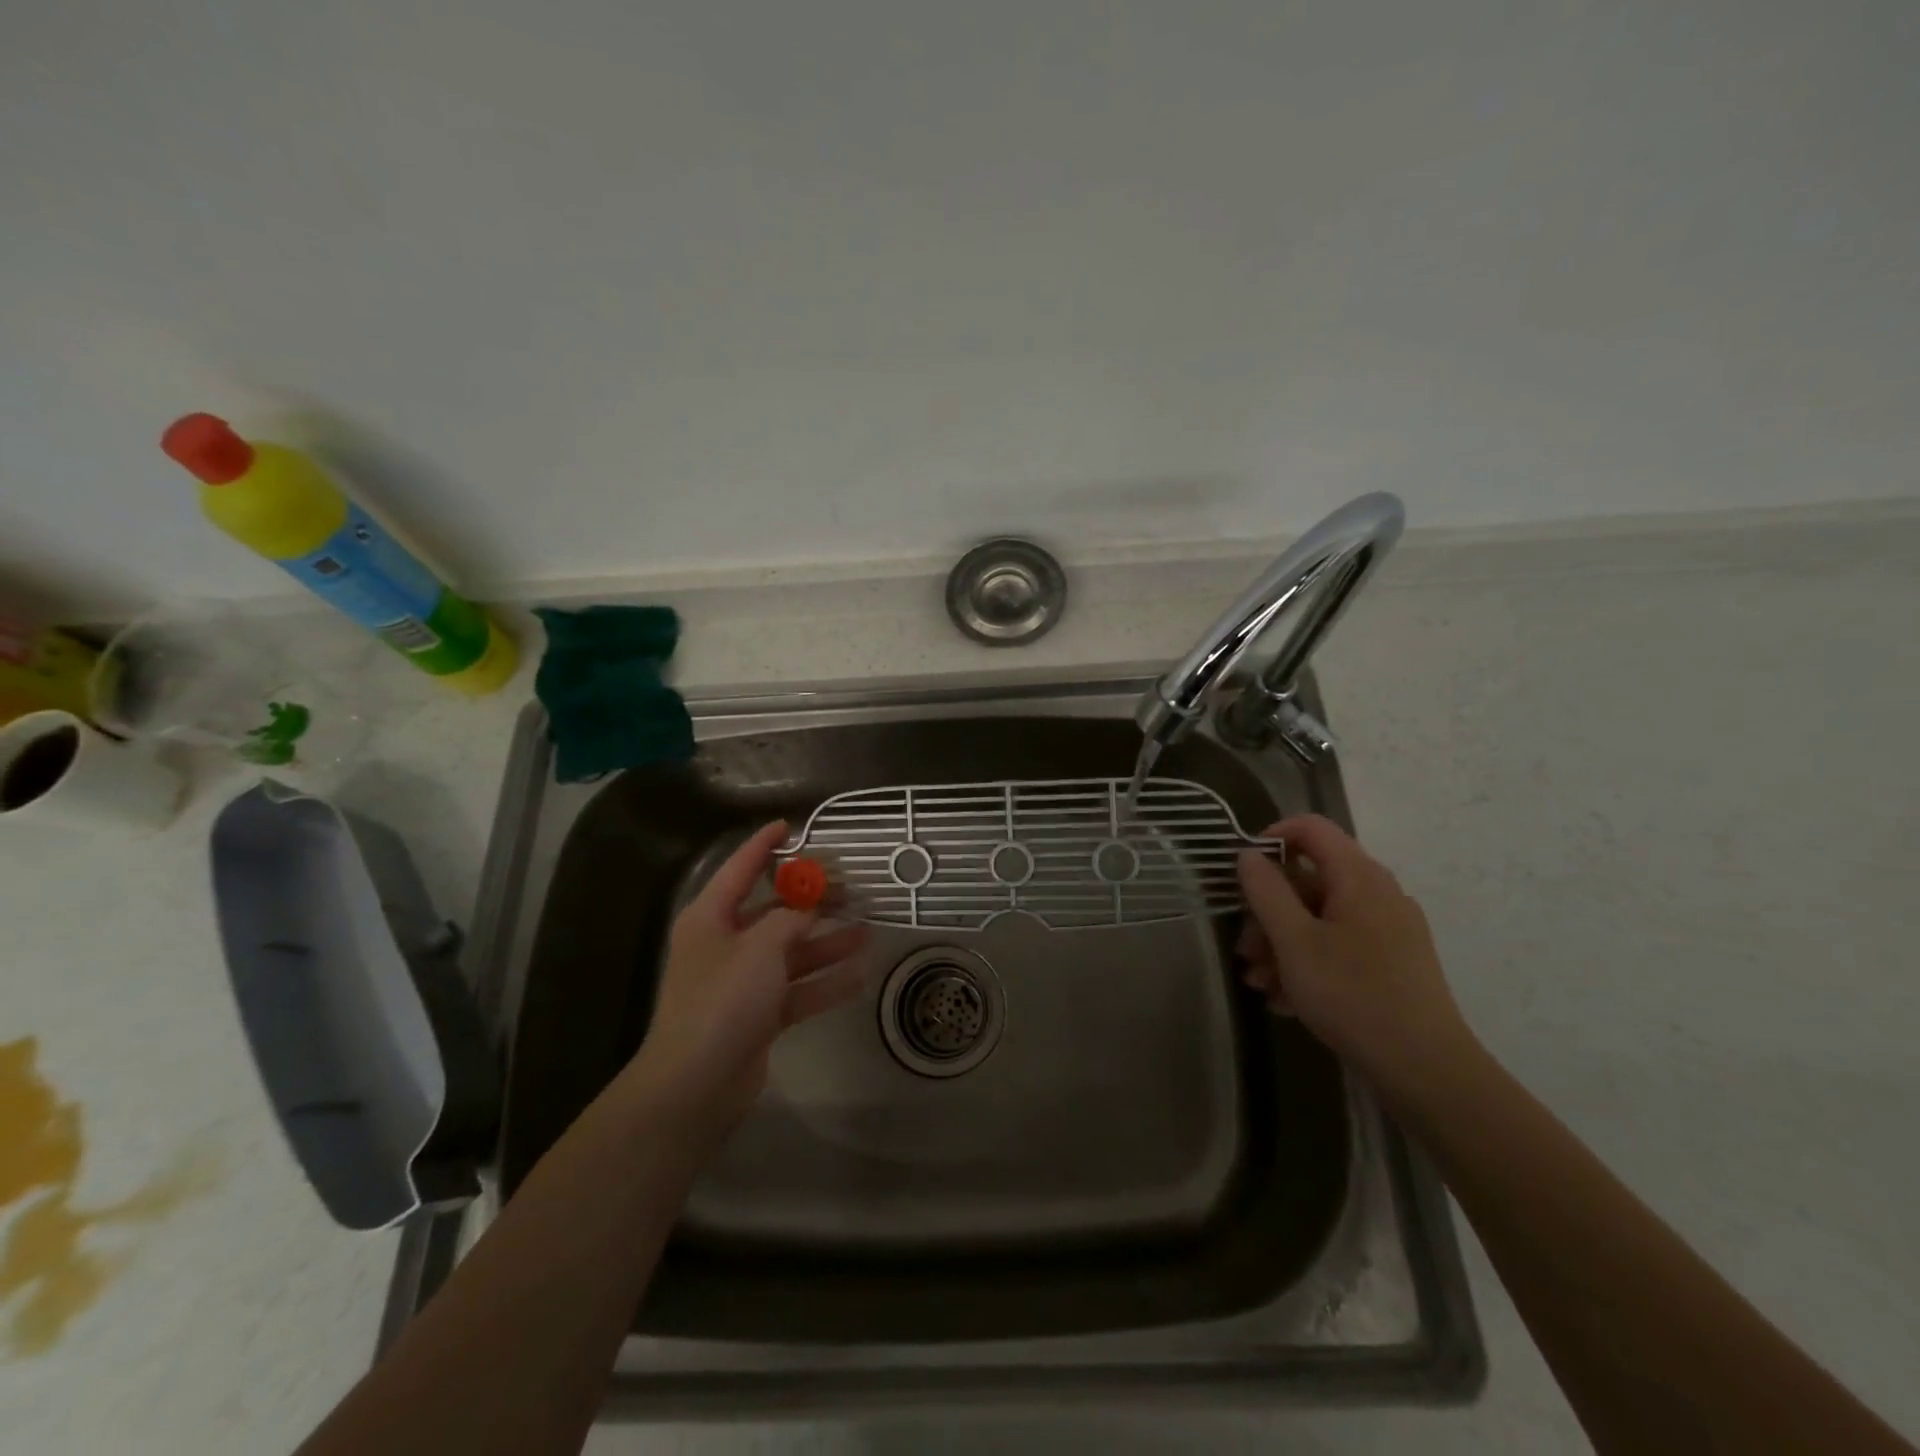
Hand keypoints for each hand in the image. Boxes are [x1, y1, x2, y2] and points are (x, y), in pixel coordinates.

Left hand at [622, 821, 871, 1140]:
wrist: (695, 1084)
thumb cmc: (722, 1000)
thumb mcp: (760, 948)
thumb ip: (792, 918)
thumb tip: (812, 902)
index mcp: (711, 918)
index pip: (740, 869)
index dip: (764, 845)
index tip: (790, 825)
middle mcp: (726, 944)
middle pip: (774, 912)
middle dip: (812, 900)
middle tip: (852, 887)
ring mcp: (743, 981)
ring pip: (792, 951)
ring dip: (828, 943)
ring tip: (868, 930)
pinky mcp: (759, 1014)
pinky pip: (798, 988)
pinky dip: (825, 983)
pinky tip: (860, 974)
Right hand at [1236, 814, 1479, 1107]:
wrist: (1426, 1069)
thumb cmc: (1353, 995)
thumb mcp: (1295, 942)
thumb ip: (1266, 892)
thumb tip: (1248, 855)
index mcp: (1358, 877)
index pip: (1311, 828)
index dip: (1271, 838)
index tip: (1242, 873)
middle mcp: (1378, 893)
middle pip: (1310, 881)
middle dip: (1268, 913)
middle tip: (1245, 952)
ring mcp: (1390, 928)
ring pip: (1320, 918)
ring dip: (1282, 945)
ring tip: (1260, 984)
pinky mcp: (1394, 961)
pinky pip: (1340, 945)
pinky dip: (1309, 962)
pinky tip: (1286, 1000)